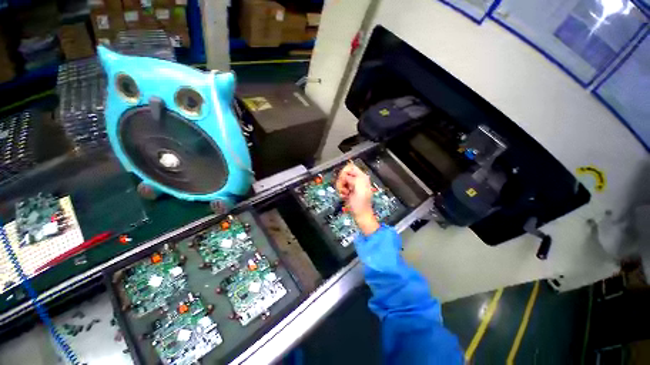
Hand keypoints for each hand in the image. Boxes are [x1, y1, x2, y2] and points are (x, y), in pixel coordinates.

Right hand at [336, 163, 379, 235]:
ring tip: (345, 193)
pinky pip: (340, 187)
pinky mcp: (348, 191)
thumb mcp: (359, 189)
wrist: (360, 215)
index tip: (343, 179)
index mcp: (362, 177)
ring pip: (341, 180)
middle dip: (342, 181)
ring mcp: (352, 185)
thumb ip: (354, 179)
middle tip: (345, 189)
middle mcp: (357, 179)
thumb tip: (346, 177)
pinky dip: (341, 192)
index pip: (350, 167)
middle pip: (344, 174)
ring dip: (340, 187)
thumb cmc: (360, 203)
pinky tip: (344, 196)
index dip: (345, 172)